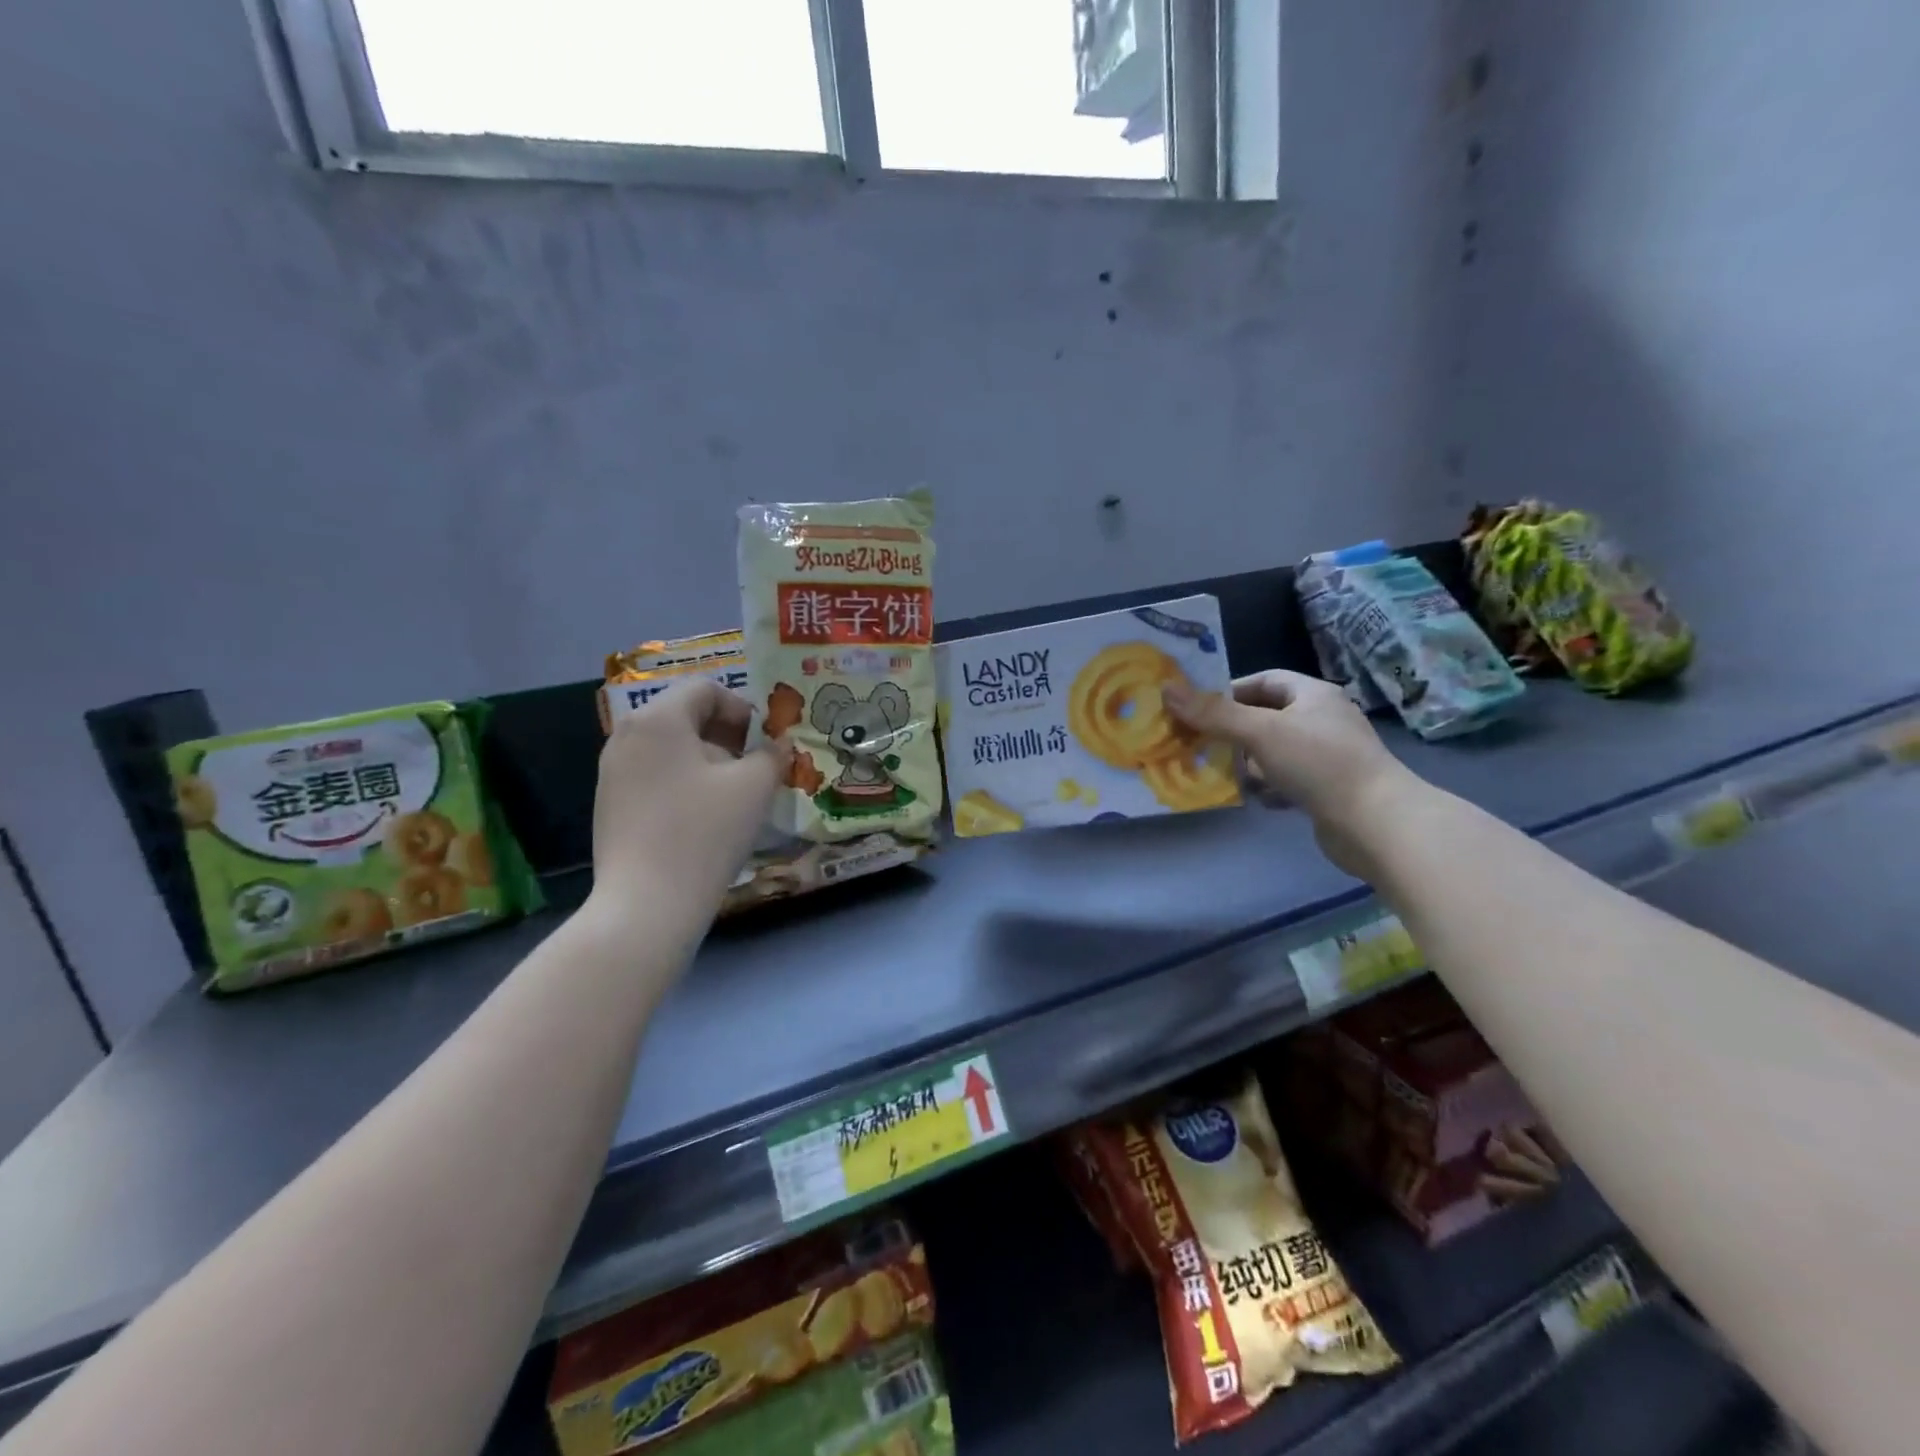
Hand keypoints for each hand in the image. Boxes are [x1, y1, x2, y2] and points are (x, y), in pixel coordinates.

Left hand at [587, 681, 788, 927]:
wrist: (646, 905)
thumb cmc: (705, 833)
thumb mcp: (754, 787)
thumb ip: (772, 754)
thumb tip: (778, 745)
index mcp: (658, 719)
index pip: (705, 689)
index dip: (743, 709)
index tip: (765, 742)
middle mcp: (626, 735)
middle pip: (685, 716)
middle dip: (727, 735)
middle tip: (755, 767)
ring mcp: (612, 772)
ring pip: (671, 748)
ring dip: (708, 760)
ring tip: (734, 795)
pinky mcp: (610, 804)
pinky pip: (655, 775)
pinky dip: (684, 782)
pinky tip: (704, 818)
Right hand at [1165, 670, 1417, 874]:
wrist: (1375, 824)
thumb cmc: (1319, 763)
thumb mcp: (1260, 732)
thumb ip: (1213, 713)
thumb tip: (1167, 689)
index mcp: (1313, 695)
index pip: (1264, 680)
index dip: (1230, 690)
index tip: (1198, 707)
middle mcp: (1321, 721)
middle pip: (1265, 717)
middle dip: (1232, 731)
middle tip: (1197, 742)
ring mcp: (1326, 757)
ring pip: (1273, 752)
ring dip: (1246, 762)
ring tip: (1217, 772)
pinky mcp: (1327, 790)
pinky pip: (1286, 781)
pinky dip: (1267, 787)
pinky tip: (1253, 798)